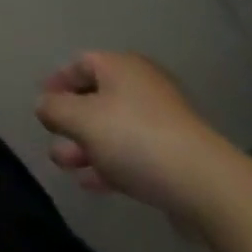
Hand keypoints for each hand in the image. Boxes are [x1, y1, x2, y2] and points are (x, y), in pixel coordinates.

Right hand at [35, 52, 234, 222]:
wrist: (209, 187)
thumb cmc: (136, 139)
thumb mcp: (81, 120)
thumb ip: (54, 109)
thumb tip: (44, 105)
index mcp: (120, 66)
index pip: (79, 64)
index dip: (57, 82)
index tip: (42, 105)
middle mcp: (142, 86)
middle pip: (97, 98)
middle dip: (71, 122)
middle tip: (52, 141)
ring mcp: (164, 122)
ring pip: (115, 129)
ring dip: (87, 146)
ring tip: (67, 168)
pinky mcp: (178, 156)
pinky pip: (135, 152)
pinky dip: (112, 163)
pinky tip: (94, 184)